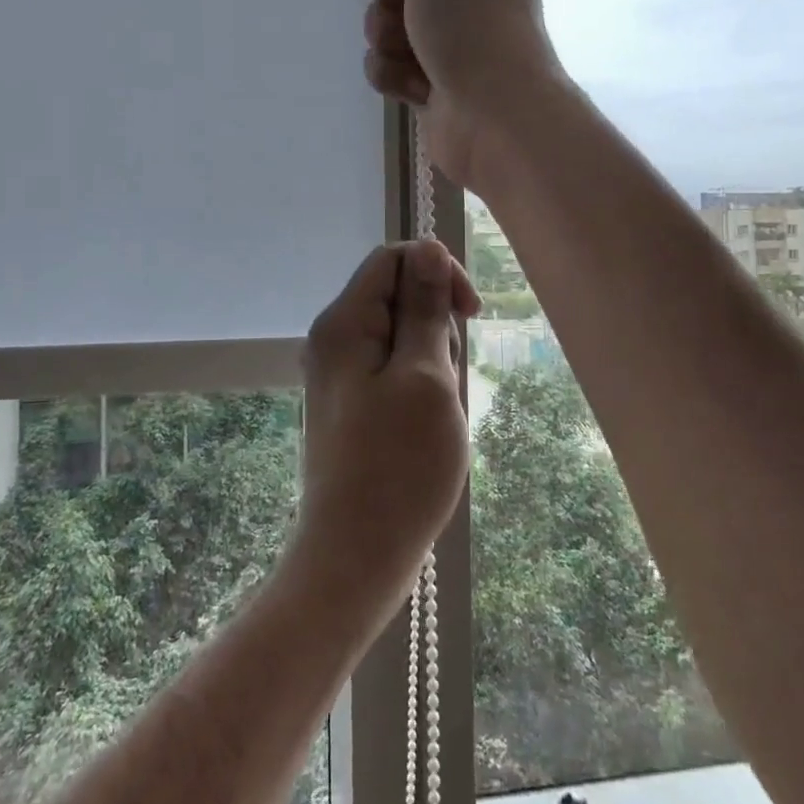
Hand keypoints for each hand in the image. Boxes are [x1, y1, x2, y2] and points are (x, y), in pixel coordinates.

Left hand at [292, 240, 480, 606]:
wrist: (356, 556)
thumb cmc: (398, 466)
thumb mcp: (425, 376)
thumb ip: (425, 308)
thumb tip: (429, 247)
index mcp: (342, 322)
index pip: (392, 259)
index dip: (437, 272)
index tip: (471, 314)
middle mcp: (333, 339)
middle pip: (396, 296)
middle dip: (435, 325)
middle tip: (448, 380)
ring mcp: (340, 374)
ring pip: (401, 337)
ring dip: (432, 361)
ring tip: (438, 412)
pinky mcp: (351, 404)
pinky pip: (393, 370)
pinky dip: (420, 385)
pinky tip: (428, 426)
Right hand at [356, 0, 564, 188]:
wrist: (492, 112)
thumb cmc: (472, 20)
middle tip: (407, 3)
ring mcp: (449, 40)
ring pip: (388, 22)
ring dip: (387, 34)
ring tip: (410, 52)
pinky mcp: (431, 82)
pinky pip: (389, 66)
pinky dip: (393, 74)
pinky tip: (414, 87)